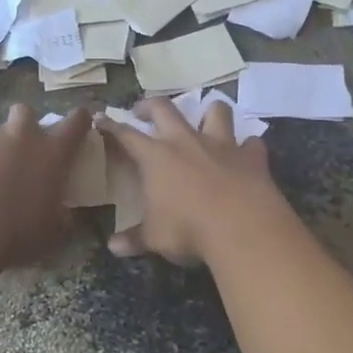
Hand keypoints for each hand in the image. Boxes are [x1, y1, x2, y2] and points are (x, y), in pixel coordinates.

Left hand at [0, 104, 91, 265]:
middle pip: (26, 112)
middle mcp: (20, 135)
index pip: (76, 121)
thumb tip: (64, 213)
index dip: (79, 121)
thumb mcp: (55, 231)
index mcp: (52, 151)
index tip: (79, 127)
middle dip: (25, 126)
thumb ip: (63, 215)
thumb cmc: (19, 232)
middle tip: (23, 149)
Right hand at [97, 98, 285, 264]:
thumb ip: (134, 239)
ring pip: (216, 111)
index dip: (111, 125)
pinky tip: (246, 153)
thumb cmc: (188, 230)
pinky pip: (251, 143)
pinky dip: (247, 147)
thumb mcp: (155, 238)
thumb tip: (113, 247)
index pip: (126, 134)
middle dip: (150, 105)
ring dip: (209, 112)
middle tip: (143, 110)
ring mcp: (222, 145)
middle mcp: (186, 141)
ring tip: (204, 119)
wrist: (242, 227)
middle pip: (164, 109)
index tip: (102, 118)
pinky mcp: (251, 156)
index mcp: (156, 157)